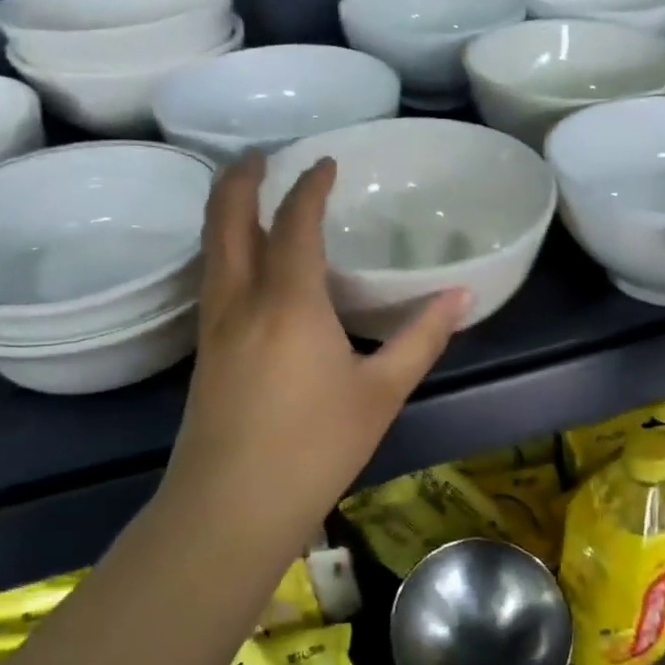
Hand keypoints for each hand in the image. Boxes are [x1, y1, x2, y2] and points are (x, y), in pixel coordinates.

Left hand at [162, 152, 468, 557]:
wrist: (230, 509)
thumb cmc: (315, 447)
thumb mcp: (381, 392)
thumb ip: (421, 338)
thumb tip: (461, 295)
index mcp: (290, 301)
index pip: (295, 223)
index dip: (310, 187)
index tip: (326, 162)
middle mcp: (242, 300)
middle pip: (228, 221)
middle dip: (241, 181)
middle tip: (257, 155)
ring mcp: (214, 327)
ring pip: (211, 250)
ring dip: (224, 212)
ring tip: (242, 194)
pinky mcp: (203, 354)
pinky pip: (211, 280)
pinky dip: (223, 250)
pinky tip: (241, 266)